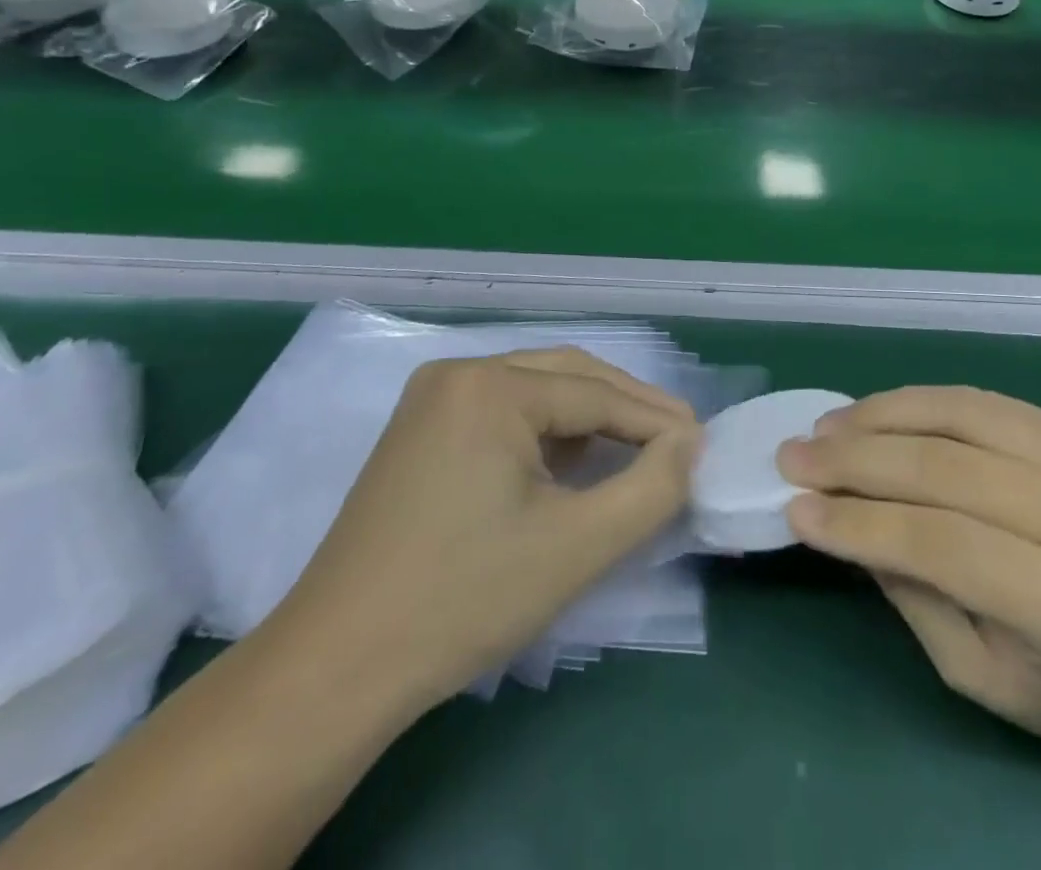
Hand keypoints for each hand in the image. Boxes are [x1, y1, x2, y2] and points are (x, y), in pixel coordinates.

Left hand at [275, 348, 699, 717]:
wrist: (337, 667)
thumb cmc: (464, 598)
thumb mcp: (577, 547)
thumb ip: (651, 489)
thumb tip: (689, 444)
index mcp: (489, 386)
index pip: (596, 394)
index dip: (656, 420)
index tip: (703, 445)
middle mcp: (459, 373)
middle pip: (567, 377)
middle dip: (628, 409)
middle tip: (680, 441)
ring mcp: (433, 400)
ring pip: (537, 393)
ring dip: (591, 418)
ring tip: (639, 451)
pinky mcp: (421, 431)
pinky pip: (505, 413)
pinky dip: (549, 434)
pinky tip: (574, 463)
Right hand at [779, 387, 1040, 789]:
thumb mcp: (988, 680)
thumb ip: (914, 596)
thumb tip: (845, 523)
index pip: (942, 543)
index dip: (859, 522)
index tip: (795, 508)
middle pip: (947, 468)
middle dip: (856, 459)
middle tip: (793, 455)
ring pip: (963, 417)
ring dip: (882, 415)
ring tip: (827, 425)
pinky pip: (986, 402)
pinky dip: (922, 402)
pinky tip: (880, 411)